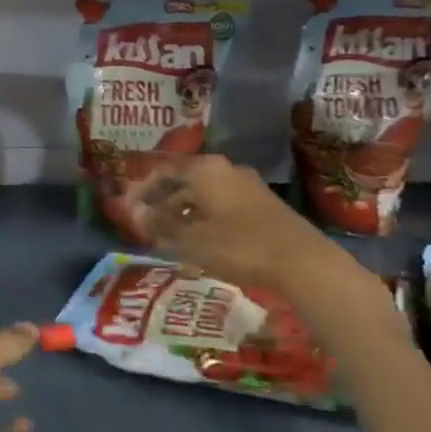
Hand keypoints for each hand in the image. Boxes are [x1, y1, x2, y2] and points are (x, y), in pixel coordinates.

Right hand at [134, 154, 325, 288]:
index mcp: (204, 169)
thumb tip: (134, 213)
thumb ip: (160, 224)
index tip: (127, 207)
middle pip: (183, 180)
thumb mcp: (191, 239)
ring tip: (167, 235)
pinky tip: (198, 240)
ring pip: (203, 194)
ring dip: (182, 212)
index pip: (162, 170)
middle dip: (161, 201)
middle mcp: (225, 169)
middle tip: (145, 223)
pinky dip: (203, 218)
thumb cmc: (238, 245)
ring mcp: (246, 186)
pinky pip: (221, 205)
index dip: (141, 188)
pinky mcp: (262, 205)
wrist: (302, 262)